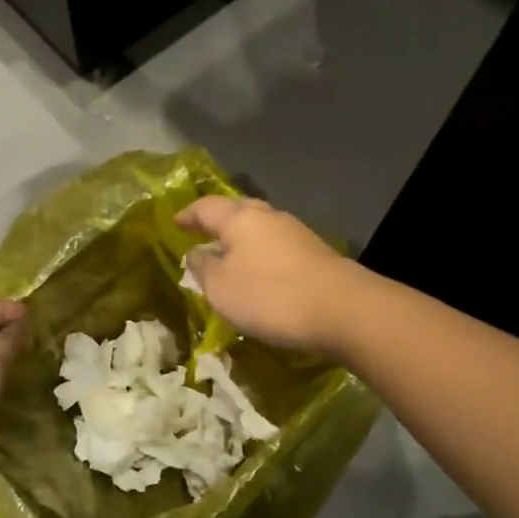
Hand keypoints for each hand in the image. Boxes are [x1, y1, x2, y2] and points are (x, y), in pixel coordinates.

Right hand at [178, 196, 361, 355]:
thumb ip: (202, 267)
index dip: (188, 214)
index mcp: (240, 218)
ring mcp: (296, 233)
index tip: (175, 222)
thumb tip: (196, 252)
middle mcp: (269, 217)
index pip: (206, 207)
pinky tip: (260, 272)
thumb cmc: (270, 295)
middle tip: (202, 233)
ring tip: (229, 256)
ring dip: (242, 239)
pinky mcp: (315, 253)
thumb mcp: (221, 287)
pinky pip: (277, 247)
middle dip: (218, 221)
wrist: (343, 309)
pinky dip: (261, 254)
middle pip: (237, 211)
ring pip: (260, 228)